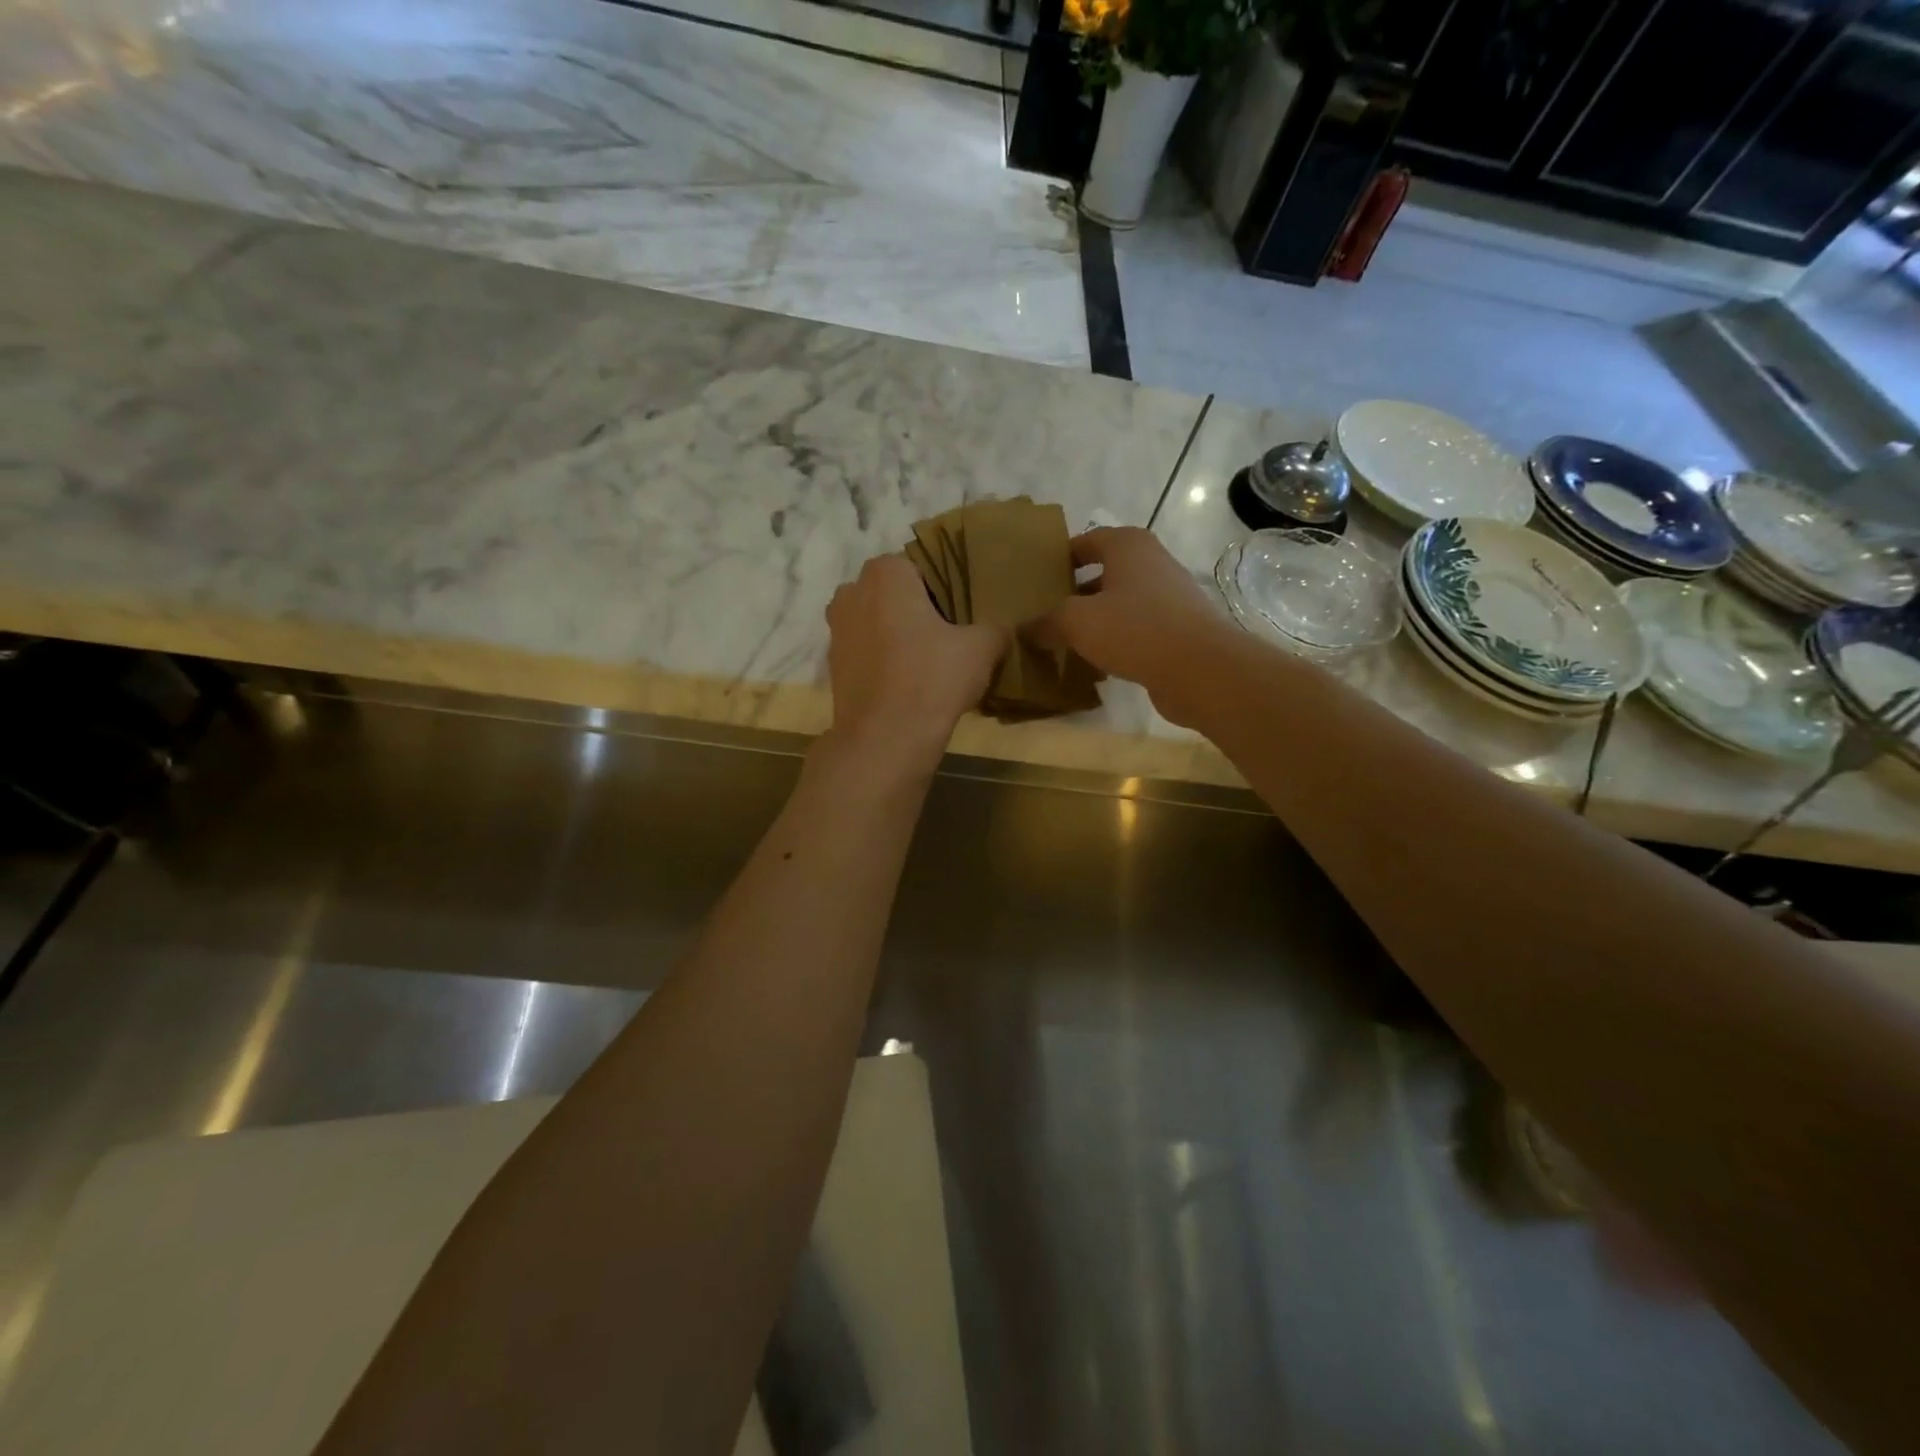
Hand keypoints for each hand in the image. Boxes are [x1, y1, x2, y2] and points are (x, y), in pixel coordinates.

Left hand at [825, 554, 1004, 768]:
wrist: (884, 739)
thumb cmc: (932, 679)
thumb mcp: (981, 648)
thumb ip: (995, 627)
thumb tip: (1004, 627)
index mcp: (885, 573)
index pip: (921, 565)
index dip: (945, 587)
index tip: (963, 612)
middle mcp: (852, 591)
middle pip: (895, 592)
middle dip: (918, 608)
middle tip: (951, 635)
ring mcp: (836, 630)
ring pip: (878, 621)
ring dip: (899, 634)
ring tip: (931, 661)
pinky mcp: (833, 665)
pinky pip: (867, 650)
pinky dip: (884, 659)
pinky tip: (909, 681)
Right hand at [1034, 527, 1231, 721]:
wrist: (1200, 668)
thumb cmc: (1135, 629)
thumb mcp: (1077, 622)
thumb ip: (1046, 622)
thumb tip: (1023, 628)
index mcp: (1128, 545)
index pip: (1086, 541)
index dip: (1060, 558)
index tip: (1037, 579)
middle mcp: (1151, 562)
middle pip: (1104, 573)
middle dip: (1075, 593)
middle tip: (1044, 614)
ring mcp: (1168, 596)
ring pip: (1120, 604)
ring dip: (1094, 621)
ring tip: (1064, 641)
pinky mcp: (1177, 629)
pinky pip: (1136, 629)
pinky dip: (1116, 641)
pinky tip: (1096, 664)